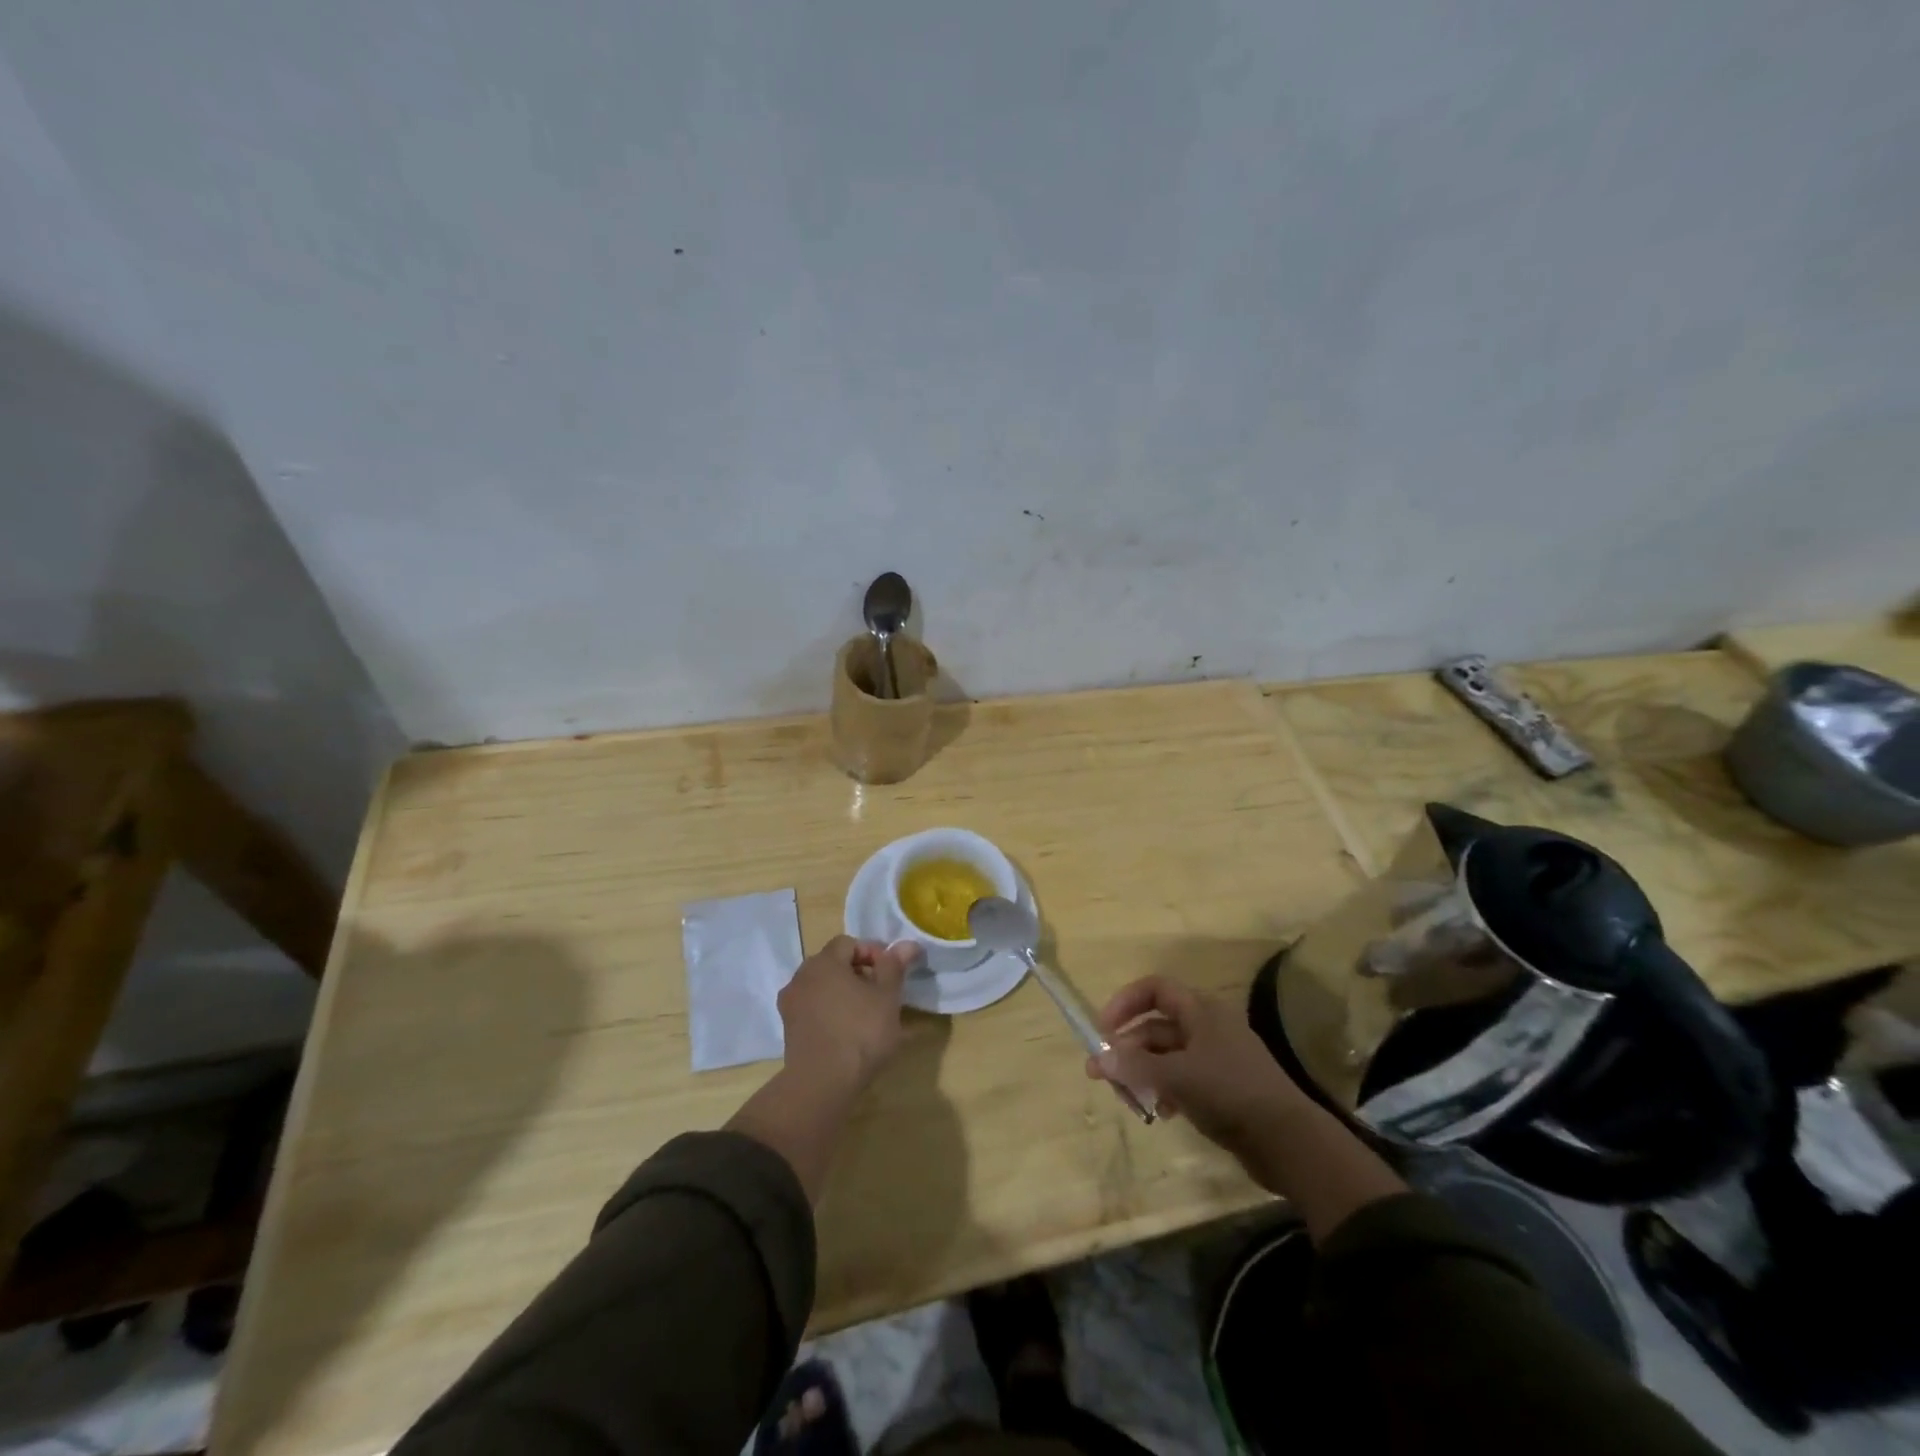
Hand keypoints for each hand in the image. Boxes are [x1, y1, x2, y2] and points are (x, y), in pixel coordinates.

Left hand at [778, 935, 917, 1094]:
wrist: (821, 1084)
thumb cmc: (860, 1032)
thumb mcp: (887, 997)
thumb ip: (894, 966)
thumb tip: (907, 944)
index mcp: (824, 962)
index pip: (849, 943)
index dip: (873, 953)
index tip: (891, 974)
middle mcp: (801, 976)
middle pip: (833, 964)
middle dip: (858, 973)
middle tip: (881, 994)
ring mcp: (791, 1004)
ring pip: (822, 987)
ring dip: (843, 994)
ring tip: (866, 1015)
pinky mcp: (789, 1030)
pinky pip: (813, 1010)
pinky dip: (830, 1013)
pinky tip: (847, 1033)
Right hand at [1086, 976, 1306, 1157]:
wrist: (1290, 1142)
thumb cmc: (1231, 1093)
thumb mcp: (1177, 1076)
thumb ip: (1135, 1067)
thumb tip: (1098, 1059)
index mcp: (1201, 1011)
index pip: (1155, 989)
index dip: (1125, 1002)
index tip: (1102, 1029)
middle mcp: (1207, 1027)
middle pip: (1156, 1026)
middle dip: (1127, 1048)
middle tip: (1101, 1075)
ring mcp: (1216, 1059)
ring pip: (1166, 1056)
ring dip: (1142, 1073)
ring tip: (1127, 1099)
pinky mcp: (1221, 1088)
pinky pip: (1181, 1079)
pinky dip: (1164, 1090)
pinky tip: (1159, 1112)